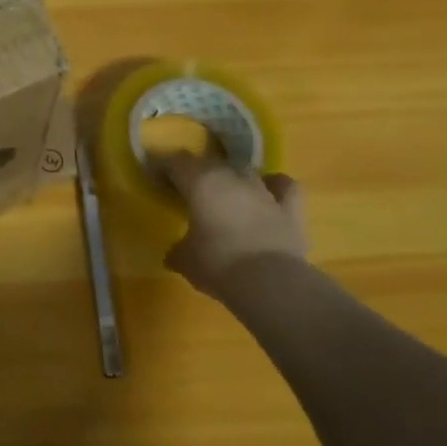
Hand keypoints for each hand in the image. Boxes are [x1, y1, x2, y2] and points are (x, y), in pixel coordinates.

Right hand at [154, 152, 308, 295]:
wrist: (269, 283)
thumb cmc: (217, 264)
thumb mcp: (184, 260)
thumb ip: (178, 249)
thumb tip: (174, 253)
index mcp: (200, 183)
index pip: (175, 162)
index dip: (163, 167)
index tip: (156, 177)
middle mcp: (232, 178)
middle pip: (209, 163)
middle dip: (196, 173)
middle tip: (187, 190)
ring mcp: (263, 191)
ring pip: (244, 171)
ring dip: (232, 179)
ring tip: (224, 194)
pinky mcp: (290, 208)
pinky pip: (283, 185)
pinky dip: (274, 185)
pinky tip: (267, 192)